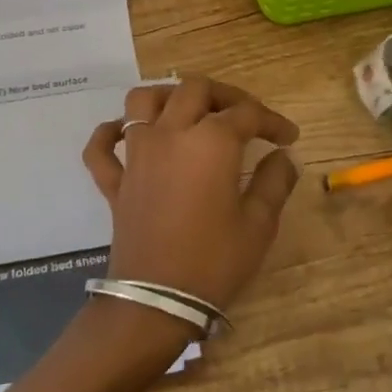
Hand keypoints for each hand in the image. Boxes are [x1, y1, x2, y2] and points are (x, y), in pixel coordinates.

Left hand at [82, 78, 301, 311]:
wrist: (157, 301)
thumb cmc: (214, 262)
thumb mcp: (258, 225)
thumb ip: (274, 182)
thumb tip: (283, 157)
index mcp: (211, 142)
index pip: (247, 113)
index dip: (272, 120)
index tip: (289, 137)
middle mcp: (170, 134)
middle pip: (194, 89)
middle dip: (225, 96)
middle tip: (245, 116)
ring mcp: (137, 154)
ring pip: (143, 101)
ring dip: (166, 96)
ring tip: (188, 111)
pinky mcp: (114, 180)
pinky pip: (101, 146)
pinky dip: (109, 133)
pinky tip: (124, 134)